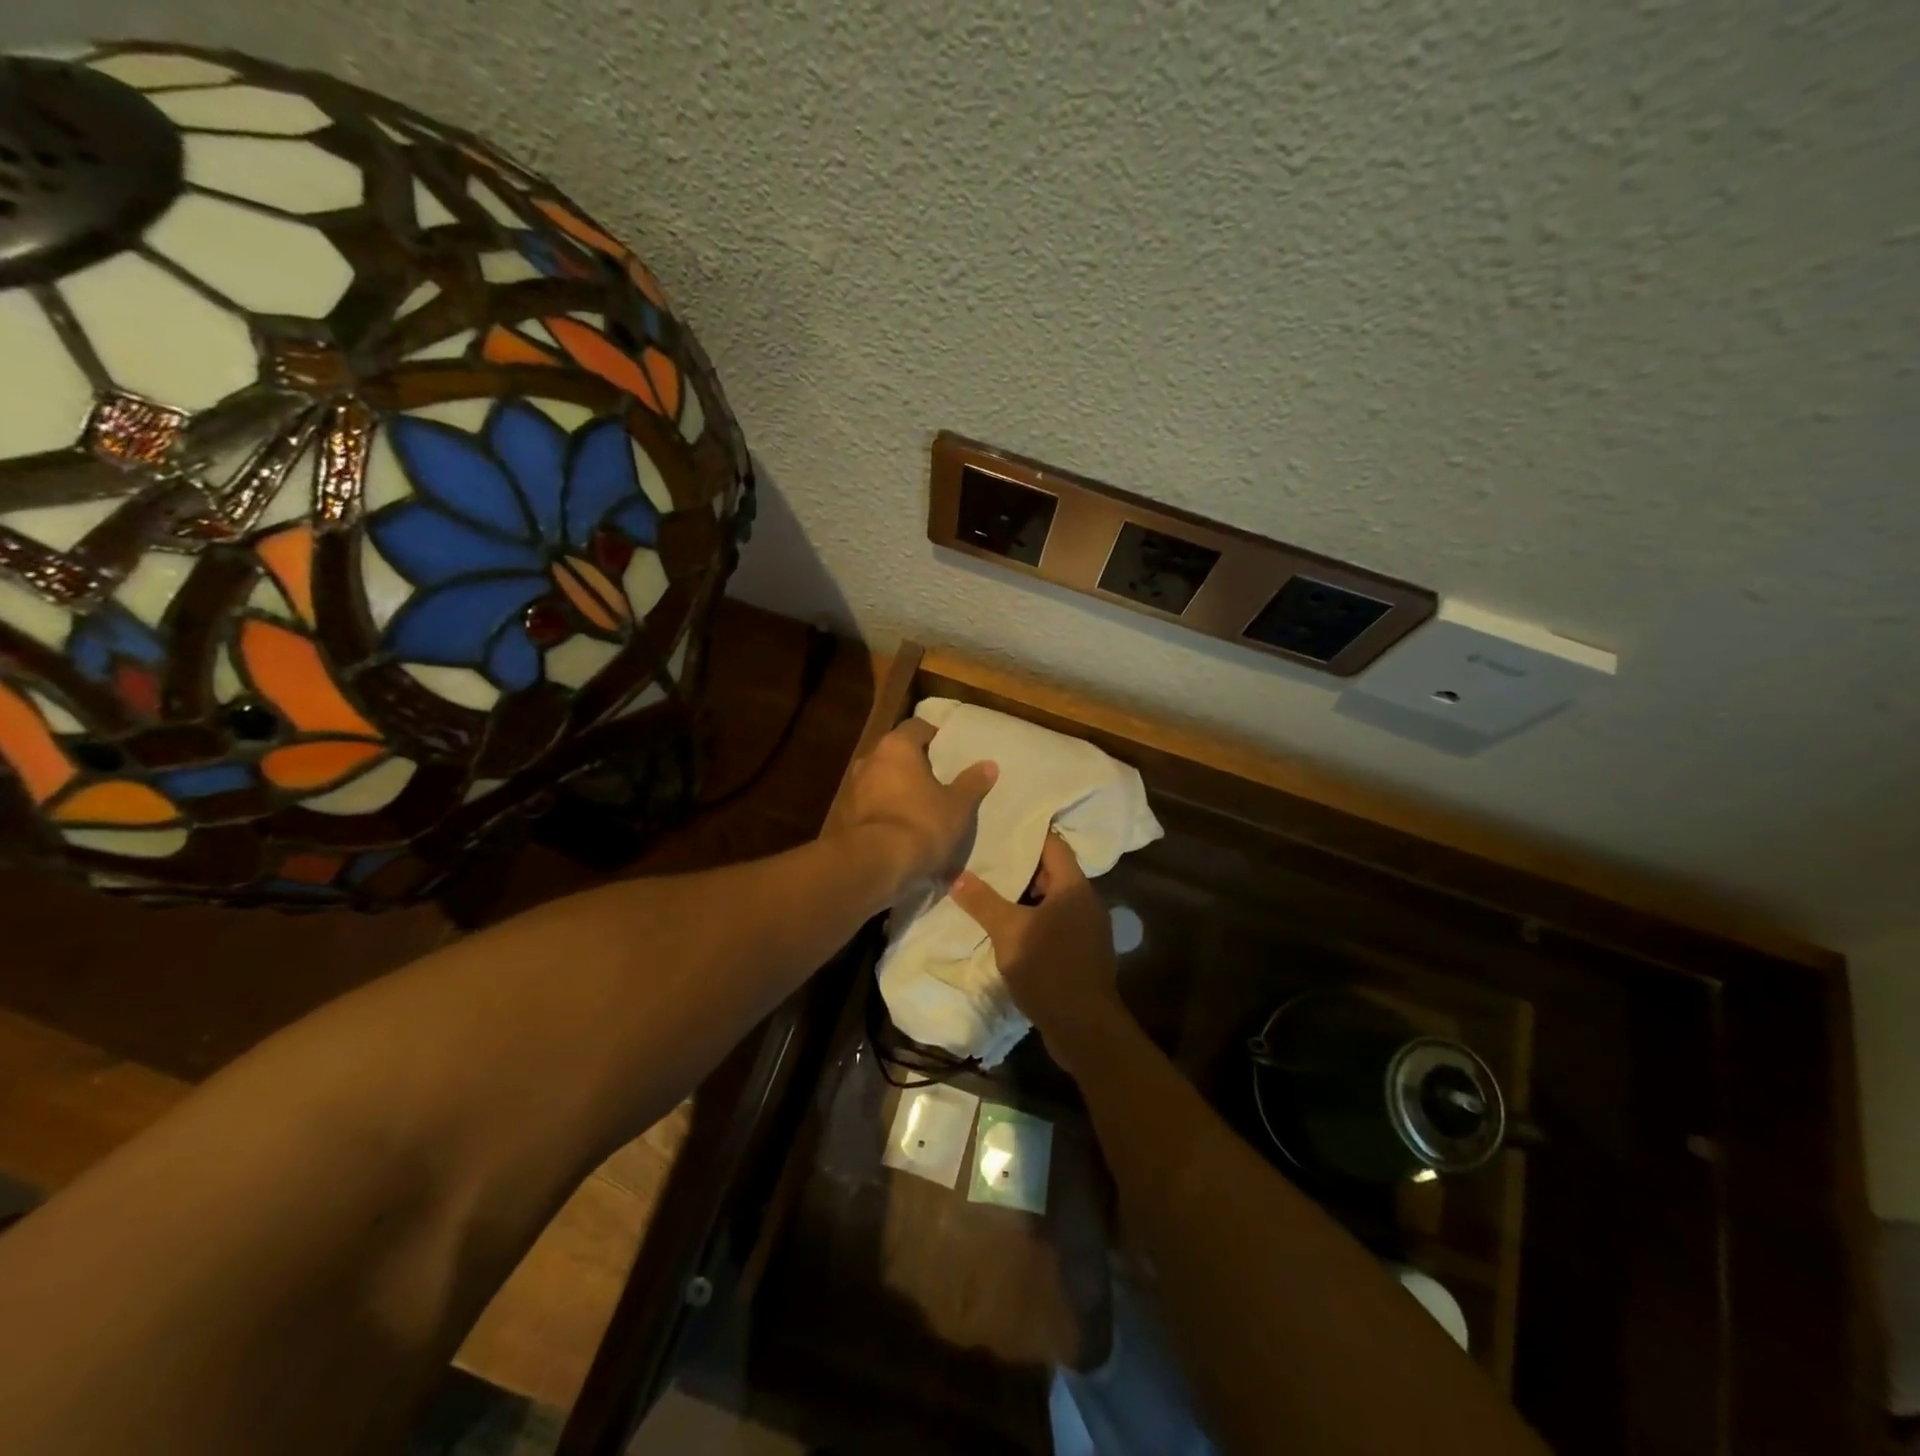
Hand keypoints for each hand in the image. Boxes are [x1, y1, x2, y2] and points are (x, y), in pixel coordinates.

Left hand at [829, 719, 996, 896]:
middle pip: (896, 753)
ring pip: (881, 780)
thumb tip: (989, 764)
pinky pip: (871, 806)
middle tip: (938, 780)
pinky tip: (900, 830)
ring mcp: (852, 788)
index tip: (950, 753)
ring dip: (898, 789)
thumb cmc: (921, 824)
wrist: (873, 864)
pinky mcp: (844, 816)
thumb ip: (972, 783)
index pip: (917, 728)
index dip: (935, 737)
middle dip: (915, 765)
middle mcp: (870, 759)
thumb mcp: (957, 806)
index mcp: (896, 747)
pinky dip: (885, 812)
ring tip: (920, 807)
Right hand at [949, 833, 1124, 1075]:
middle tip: (986, 857)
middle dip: (1020, 865)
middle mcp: (1086, 902)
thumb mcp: (1009, 932)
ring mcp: (1087, 929)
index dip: (1027, 833)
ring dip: (1024, 895)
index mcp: (1075, 887)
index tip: (1000, 825)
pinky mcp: (1082, 952)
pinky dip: (1033, 919)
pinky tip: (1008, 926)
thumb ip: (982, 901)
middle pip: (1052, 872)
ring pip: (1052, 900)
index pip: (1053, 845)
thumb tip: (955, 874)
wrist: (1084, 1028)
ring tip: (989, 888)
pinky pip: (1055, 923)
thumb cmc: (1049, 969)